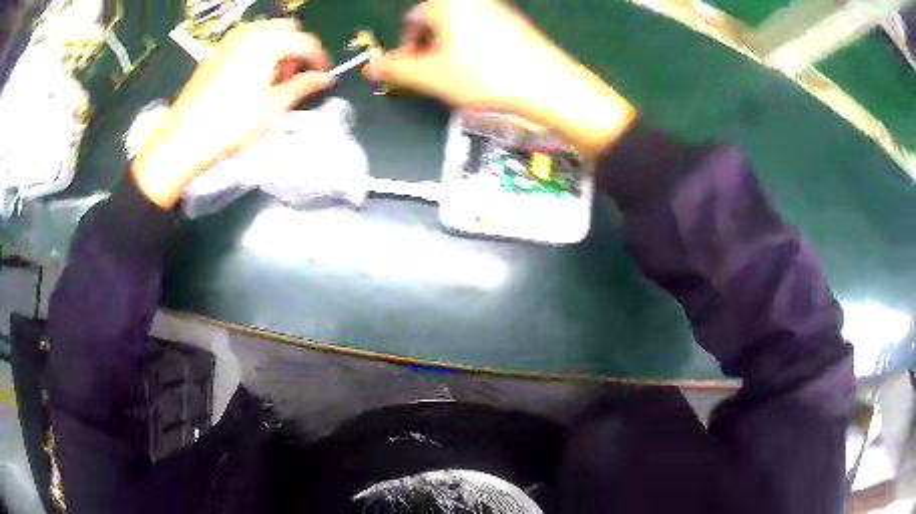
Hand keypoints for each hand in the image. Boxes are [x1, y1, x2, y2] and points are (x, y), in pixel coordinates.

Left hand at [133, 19, 332, 207]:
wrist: (185, 138)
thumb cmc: (229, 124)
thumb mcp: (273, 108)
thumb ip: (302, 87)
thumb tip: (322, 79)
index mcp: (267, 42)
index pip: (306, 42)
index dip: (318, 59)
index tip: (322, 74)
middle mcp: (249, 33)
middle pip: (287, 29)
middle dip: (296, 50)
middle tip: (294, 77)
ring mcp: (229, 41)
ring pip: (266, 33)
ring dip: (277, 50)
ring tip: (272, 81)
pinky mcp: (216, 52)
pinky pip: (246, 42)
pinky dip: (257, 53)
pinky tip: (251, 80)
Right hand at [364, 0, 635, 157]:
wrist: (550, 88)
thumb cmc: (483, 76)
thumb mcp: (430, 77)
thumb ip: (394, 69)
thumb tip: (368, 68)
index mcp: (447, 4)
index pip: (412, 20)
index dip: (405, 48)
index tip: (409, 73)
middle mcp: (473, 1)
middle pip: (437, 23)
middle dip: (427, 50)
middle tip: (431, 78)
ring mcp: (499, 11)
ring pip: (460, 30)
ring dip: (449, 53)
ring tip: (456, 80)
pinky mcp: (518, 27)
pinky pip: (483, 35)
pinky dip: (473, 52)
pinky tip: (483, 75)